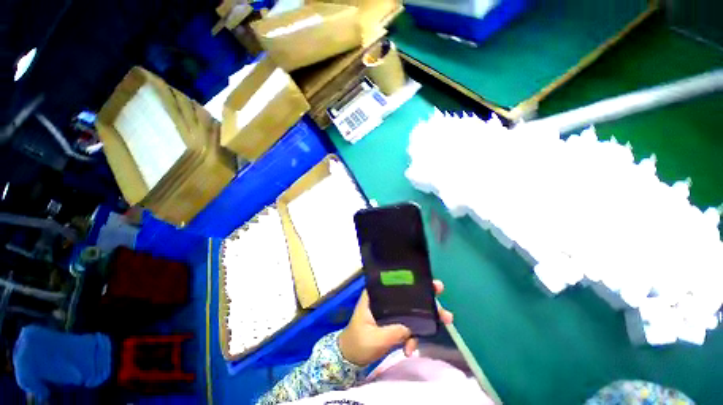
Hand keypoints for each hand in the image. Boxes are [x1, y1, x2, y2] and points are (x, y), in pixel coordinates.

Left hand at [338, 280, 453, 365]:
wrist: (350, 358)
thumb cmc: (358, 342)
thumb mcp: (375, 337)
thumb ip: (395, 331)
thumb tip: (414, 326)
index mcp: (376, 295)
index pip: (395, 283)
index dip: (413, 281)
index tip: (430, 283)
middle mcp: (385, 300)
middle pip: (408, 296)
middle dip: (427, 300)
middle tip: (443, 300)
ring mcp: (391, 312)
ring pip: (412, 310)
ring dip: (427, 319)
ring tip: (445, 322)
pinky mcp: (395, 323)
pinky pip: (410, 326)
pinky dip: (414, 337)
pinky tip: (410, 350)